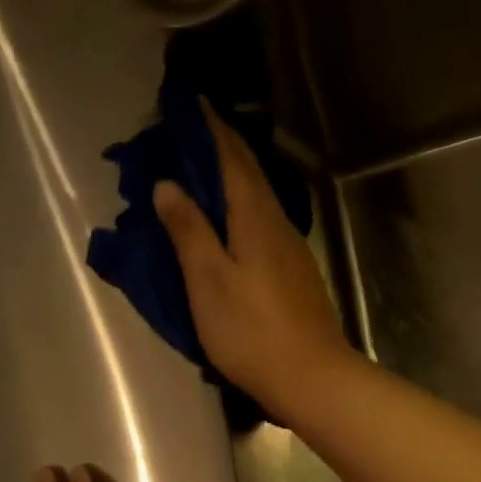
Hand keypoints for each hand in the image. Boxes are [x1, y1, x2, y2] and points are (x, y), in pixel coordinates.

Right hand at [152, 105, 353, 424]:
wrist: (312, 377)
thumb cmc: (252, 331)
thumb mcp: (208, 280)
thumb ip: (189, 230)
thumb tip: (169, 183)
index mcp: (256, 217)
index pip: (232, 158)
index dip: (211, 128)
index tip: (189, 104)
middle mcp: (278, 223)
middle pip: (248, 174)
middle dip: (219, 149)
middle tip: (184, 137)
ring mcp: (291, 249)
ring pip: (257, 199)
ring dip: (229, 180)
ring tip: (198, 176)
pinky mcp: (294, 273)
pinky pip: (261, 224)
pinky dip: (238, 210)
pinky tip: (225, 223)